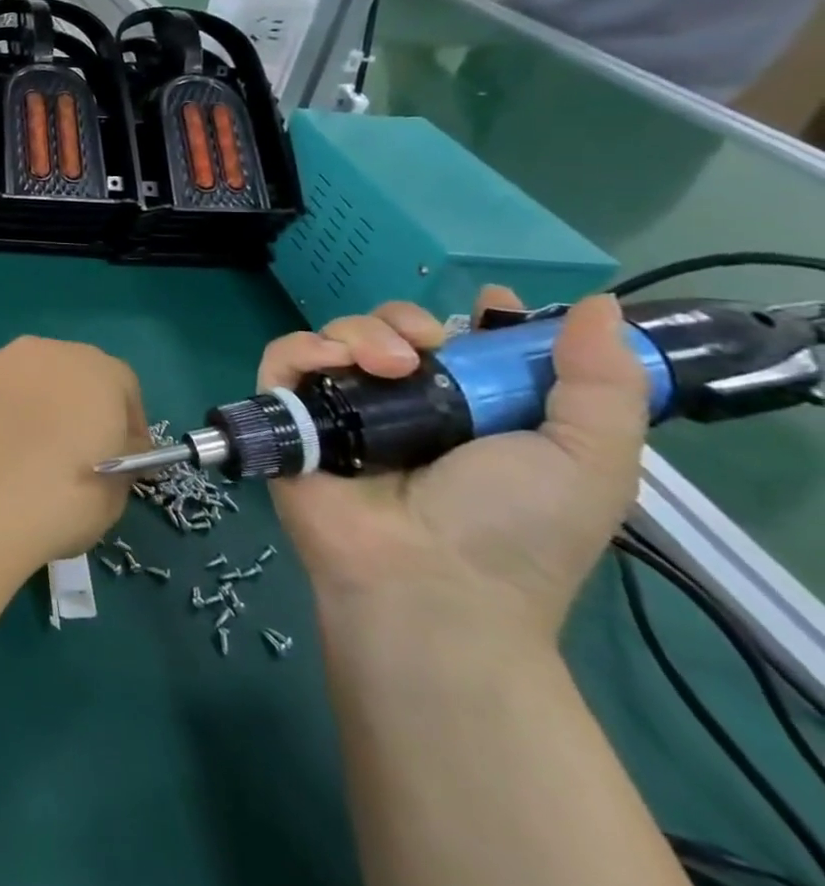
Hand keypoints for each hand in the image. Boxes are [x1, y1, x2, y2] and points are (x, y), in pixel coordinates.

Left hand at [0, 337, 146, 573]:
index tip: (125, 461)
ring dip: (36, 406)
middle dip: (79, 407)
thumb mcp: (116, 493)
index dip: (128, 424)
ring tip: (29, 454)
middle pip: (73, 374)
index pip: (124, 388)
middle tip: (76, 453)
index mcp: (97, 371)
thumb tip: (116, 447)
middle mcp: (46, 352)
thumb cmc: (59, 500)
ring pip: (29, 380)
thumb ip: (124, 458)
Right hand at [263, 291, 651, 641]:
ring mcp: (340, 411)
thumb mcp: (589, 461)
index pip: (458, 346)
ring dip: (359, 331)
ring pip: (335, 335)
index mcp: (467, 414)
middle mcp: (400, 406)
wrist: (428, 581)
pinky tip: (331, 362)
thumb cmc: (514, 529)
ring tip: (388, 365)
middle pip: (388, 329)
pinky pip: (282, 358)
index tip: (485, 306)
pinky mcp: (290, 418)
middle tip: (425, 345)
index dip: (469, 319)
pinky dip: (303, 347)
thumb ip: (603, 384)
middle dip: (404, 319)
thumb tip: (599, 303)